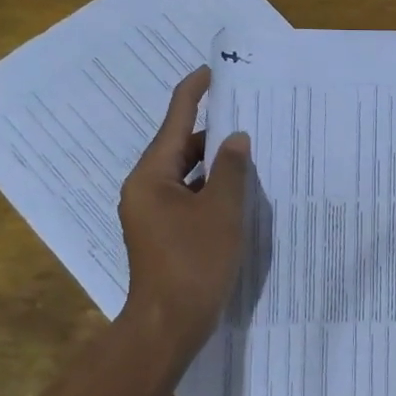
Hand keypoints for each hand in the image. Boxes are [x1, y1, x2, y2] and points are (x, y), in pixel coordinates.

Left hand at [116, 66, 252, 347]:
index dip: (194, 93)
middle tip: (247, 114)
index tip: (212, 71)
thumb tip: (236, 139)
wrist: (168, 324)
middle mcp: (145, 189)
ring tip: (250, 148)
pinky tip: (239, 189)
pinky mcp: (164, 232)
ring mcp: (153, 212)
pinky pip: (189, 197)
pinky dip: (211, 188)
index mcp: (150, 176)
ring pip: (186, 174)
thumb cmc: (194, 262)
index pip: (174, 121)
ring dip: (214, 163)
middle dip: (211, 132)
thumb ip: (232, 170)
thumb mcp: (222, 211)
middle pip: (179, 148)